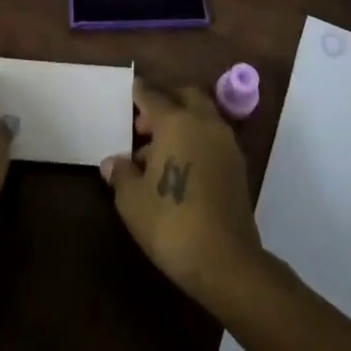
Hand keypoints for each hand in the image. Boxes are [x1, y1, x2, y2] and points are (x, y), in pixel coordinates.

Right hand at [102, 80, 261, 304]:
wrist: (225, 261)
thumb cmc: (171, 222)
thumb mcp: (132, 201)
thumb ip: (121, 174)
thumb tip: (112, 162)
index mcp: (177, 122)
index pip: (153, 96)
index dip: (139, 93)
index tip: (131, 89)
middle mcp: (204, 123)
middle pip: (186, 97)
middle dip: (166, 103)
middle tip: (145, 125)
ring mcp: (226, 144)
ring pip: (202, 118)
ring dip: (183, 124)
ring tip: (157, 154)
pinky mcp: (238, 167)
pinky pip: (213, 140)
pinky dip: (197, 142)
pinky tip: (180, 169)